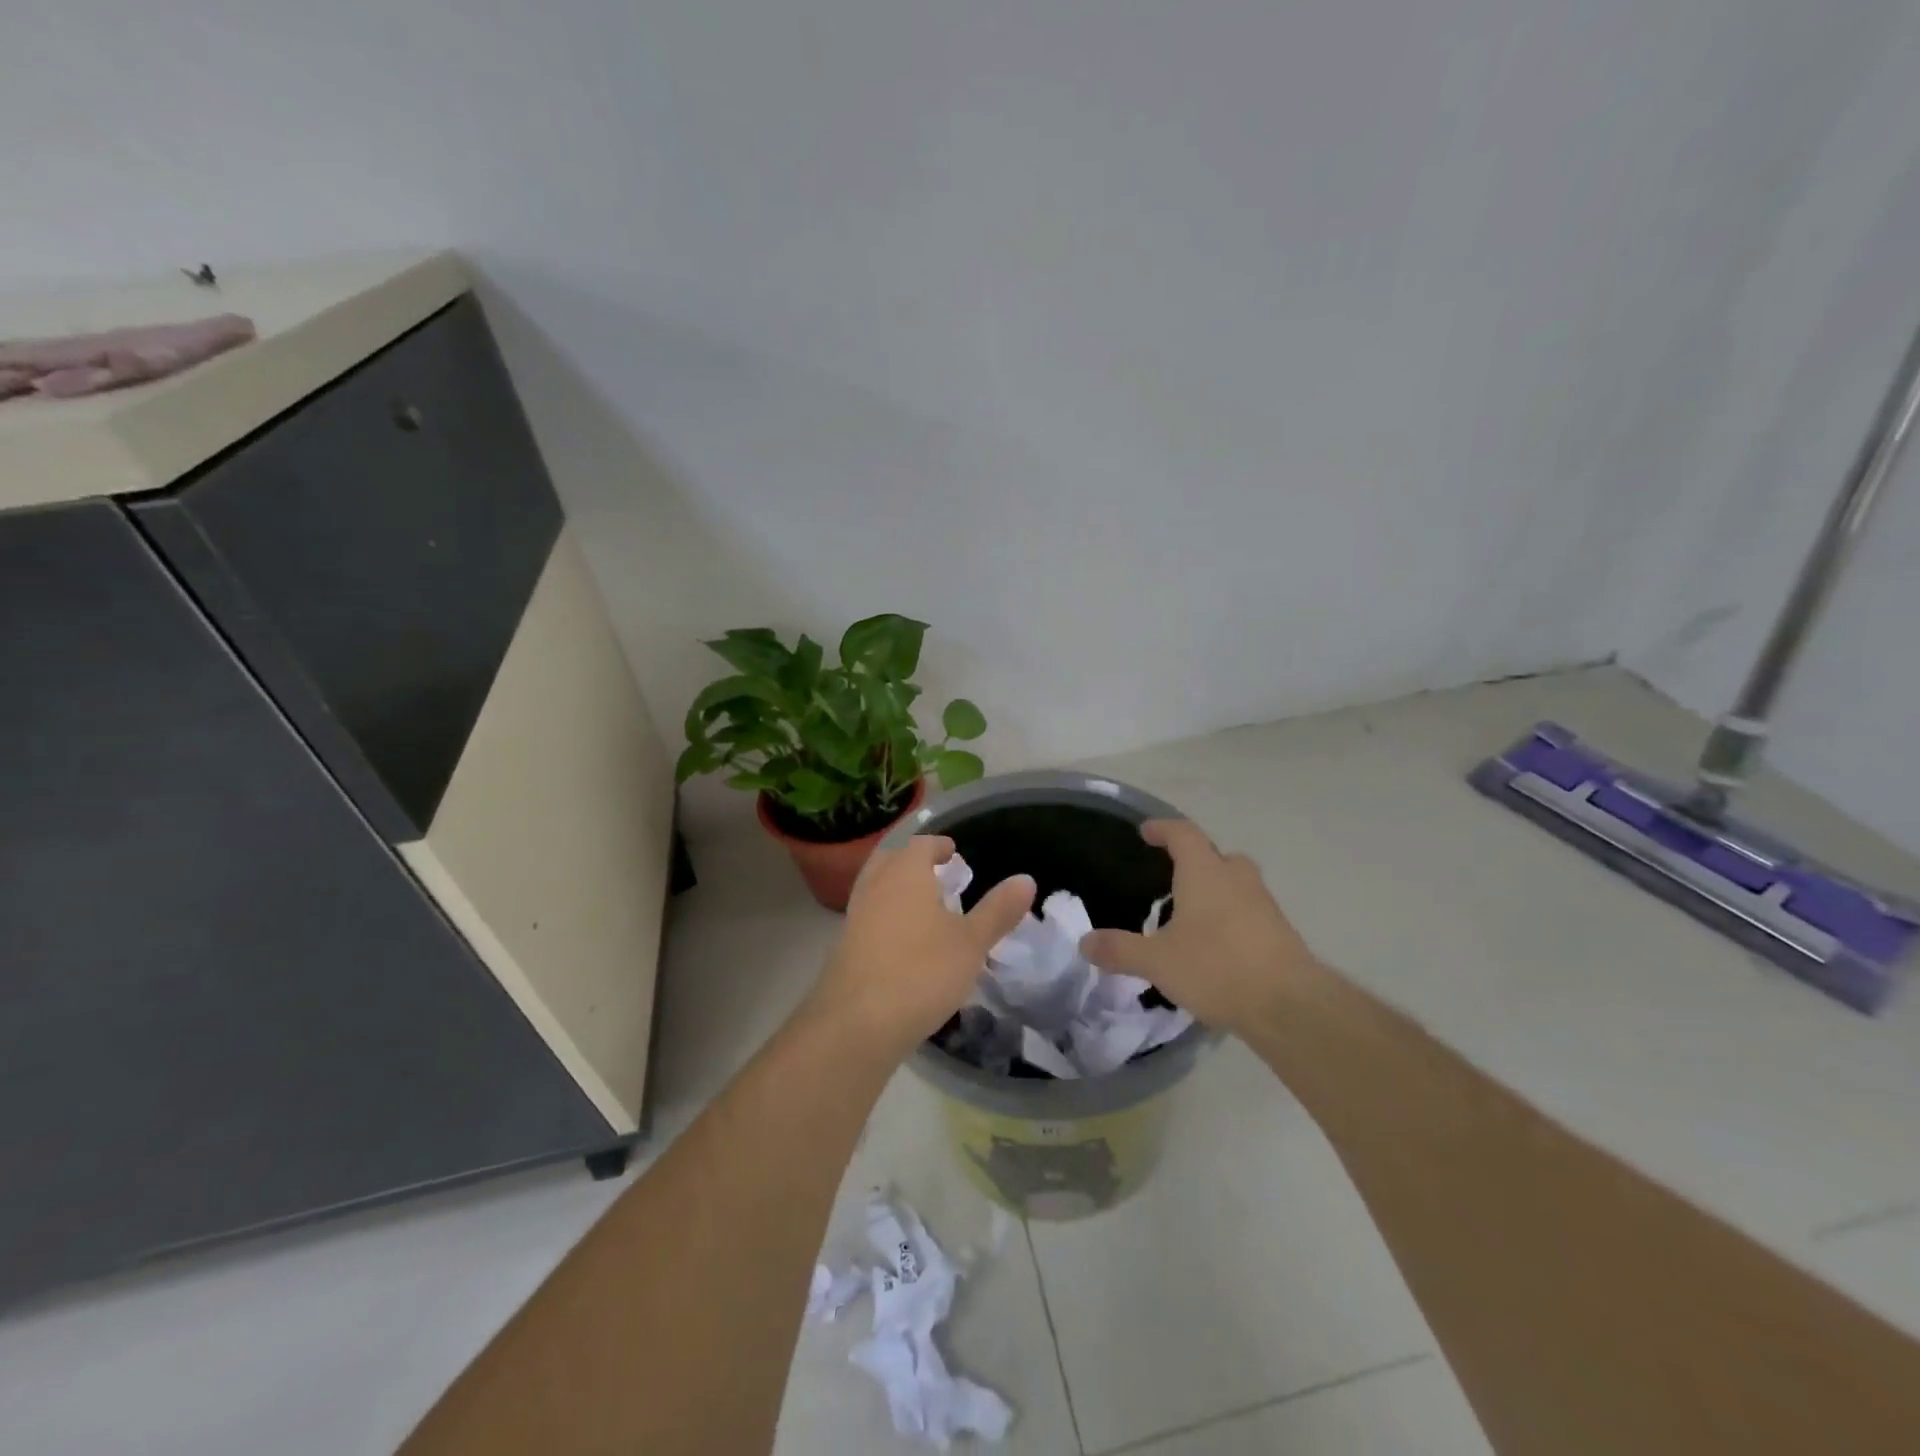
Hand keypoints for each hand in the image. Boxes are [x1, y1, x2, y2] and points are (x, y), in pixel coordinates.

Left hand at [810, 836, 1035, 1059]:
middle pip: (891, 860)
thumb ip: (998, 910)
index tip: (952, 852)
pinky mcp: (845, 946)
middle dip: (912, 862)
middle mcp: (876, 886)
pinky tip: (903, 942)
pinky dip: (885, 917)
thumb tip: (1026, 879)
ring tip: (922, 908)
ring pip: (875, 888)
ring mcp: (855, 916)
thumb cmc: (922, 971)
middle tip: (935, 875)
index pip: (921, 845)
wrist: (857, 1022)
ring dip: (896, 889)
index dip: (938, 846)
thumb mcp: (972, 943)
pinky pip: (868, 917)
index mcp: (906, 873)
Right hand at [1080, 819, 1319, 1038]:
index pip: (1183, 834)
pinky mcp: (1280, 933)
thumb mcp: (1156, 962)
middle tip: (1172, 878)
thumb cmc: (1216, 967)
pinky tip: (1216, 947)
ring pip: (1236, 884)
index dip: (1163, 829)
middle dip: (1195, 861)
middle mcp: (1237, 879)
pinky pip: (1249, 912)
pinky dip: (1231, 918)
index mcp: (1205, 872)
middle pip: (1216, 855)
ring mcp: (1264, 904)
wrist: (1289, 1005)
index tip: (1146, 831)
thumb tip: (1084, 942)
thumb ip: (1119, 950)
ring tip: (1190, 916)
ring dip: (1215, 891)